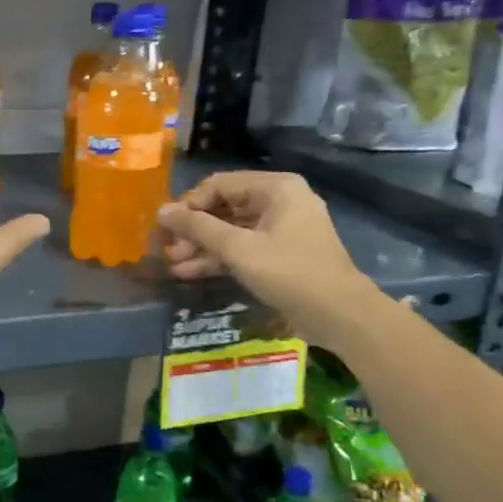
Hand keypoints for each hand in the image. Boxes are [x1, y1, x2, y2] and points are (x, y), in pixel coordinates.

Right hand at [156, 172, 381, 349]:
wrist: (341, 316)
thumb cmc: (289, 273)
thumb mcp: (238, 249)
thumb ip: (198, 227)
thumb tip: (161, 211)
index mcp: (276, 188)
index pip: (218, 185)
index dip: (188, 204)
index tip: (165, 227)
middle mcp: (279, 201)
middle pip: (224, 207)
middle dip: (193, 229)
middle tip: (167, 249)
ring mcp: (281, 228)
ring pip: (231, 230)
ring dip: (202, 246)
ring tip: (173, 264)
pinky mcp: (280, 253)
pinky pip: (242, 247)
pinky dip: (219, 258)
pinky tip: (189, 272)